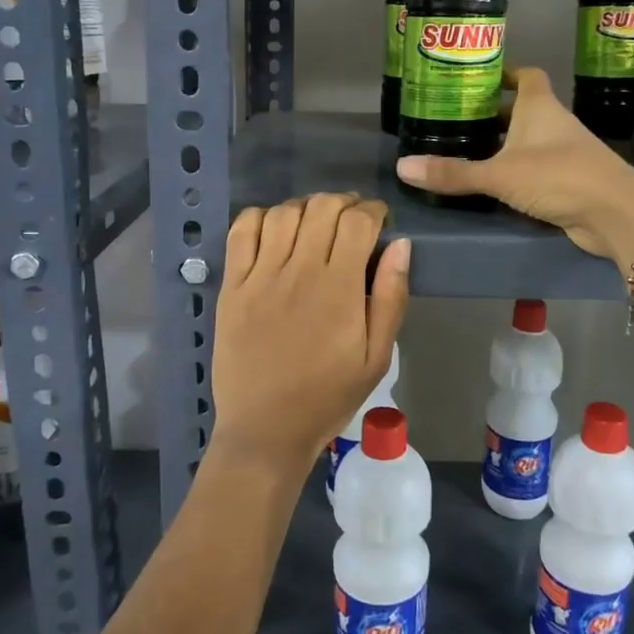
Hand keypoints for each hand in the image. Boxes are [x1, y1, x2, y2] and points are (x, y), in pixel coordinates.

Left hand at [211, 193, 410, 474]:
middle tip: (350, 221)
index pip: (358, 221)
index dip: (373, 210)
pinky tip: (274, 230)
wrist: (266, 429)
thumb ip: (391, 297)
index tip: (379, 220)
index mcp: (340, 289)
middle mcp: (299, 271)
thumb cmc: (328, 396)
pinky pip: (242, 231)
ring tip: (314, 224)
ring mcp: (260, 276)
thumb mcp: (376, 356)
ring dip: (306, 207)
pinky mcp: (232, 285)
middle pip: (322, 207)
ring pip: (284, 212)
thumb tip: (401, 245)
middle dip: (344, 203)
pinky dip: (261, 217)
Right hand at [393, 67, 633, 259]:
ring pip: (530, 141)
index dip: (506, 73)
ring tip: (469, 150)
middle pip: (524, 110)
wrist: (616, 213)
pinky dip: (518, 171)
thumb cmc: (559, 176)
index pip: (526, 76)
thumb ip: (454, 173)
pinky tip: (495, 184)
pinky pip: (537, 169)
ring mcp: (566, 153)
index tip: (479, 79)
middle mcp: (554, 124)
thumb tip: (402, 167)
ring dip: (505, 144)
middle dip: (495, 113)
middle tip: (459, 119)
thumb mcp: (499, 174)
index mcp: (540, 107)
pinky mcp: (570, 181)